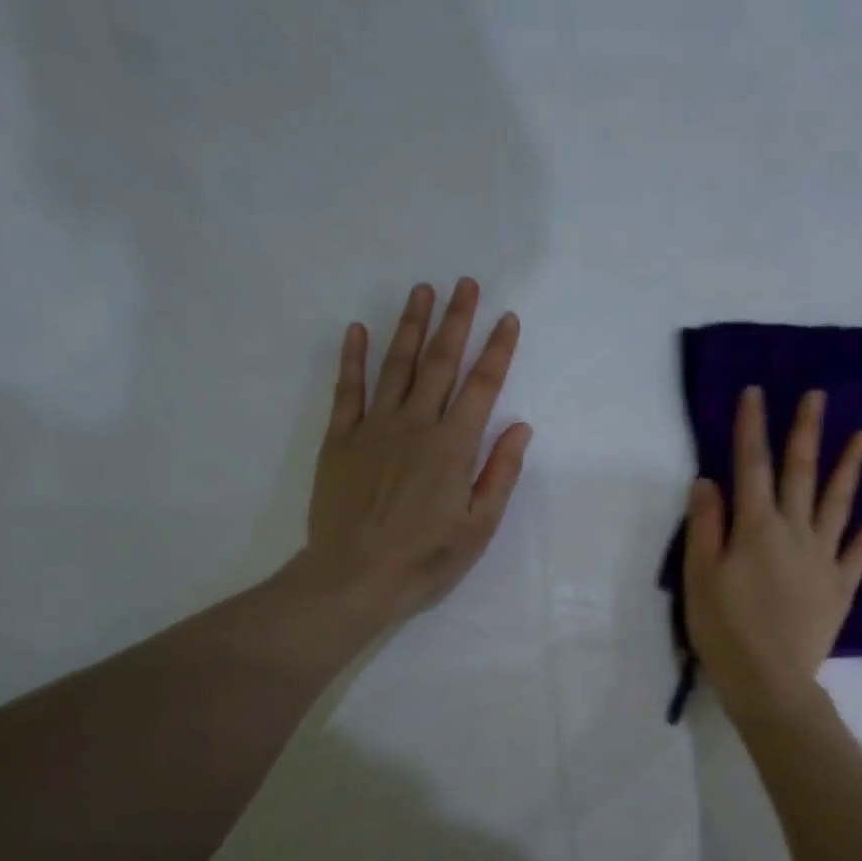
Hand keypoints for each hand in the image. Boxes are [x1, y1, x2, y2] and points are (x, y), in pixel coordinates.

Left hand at [299, 279, 530, 626]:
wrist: (355, 576)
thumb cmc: (425, 558)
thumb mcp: (478, 526)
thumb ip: (500, 473)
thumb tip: (520, 427)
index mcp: (453, 447)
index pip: (482, 387)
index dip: (497, 351)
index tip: (508, 318)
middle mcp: (415, 425)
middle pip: (440, 363)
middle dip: (456, 321)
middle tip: (466, 284)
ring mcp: (374, 428)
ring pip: (396, 365)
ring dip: (411, 326)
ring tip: (423, 291)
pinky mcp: (341, 439)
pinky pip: (347, 389)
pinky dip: (353, 357)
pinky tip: (358, 329)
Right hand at [683, 386, 861, 721]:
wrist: (769, 681)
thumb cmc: (724, 630)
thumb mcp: (699, 578)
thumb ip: (705, 526)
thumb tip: (709, 480)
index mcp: (755, 529)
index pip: (751, 467)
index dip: (752, 428)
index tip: (757, 393)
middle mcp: (794, 532)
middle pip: (801, 474)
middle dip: (806, 432)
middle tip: (817, 396)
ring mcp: (823, 558)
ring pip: (839, 502)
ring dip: (851, 466)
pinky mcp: (841, 585)